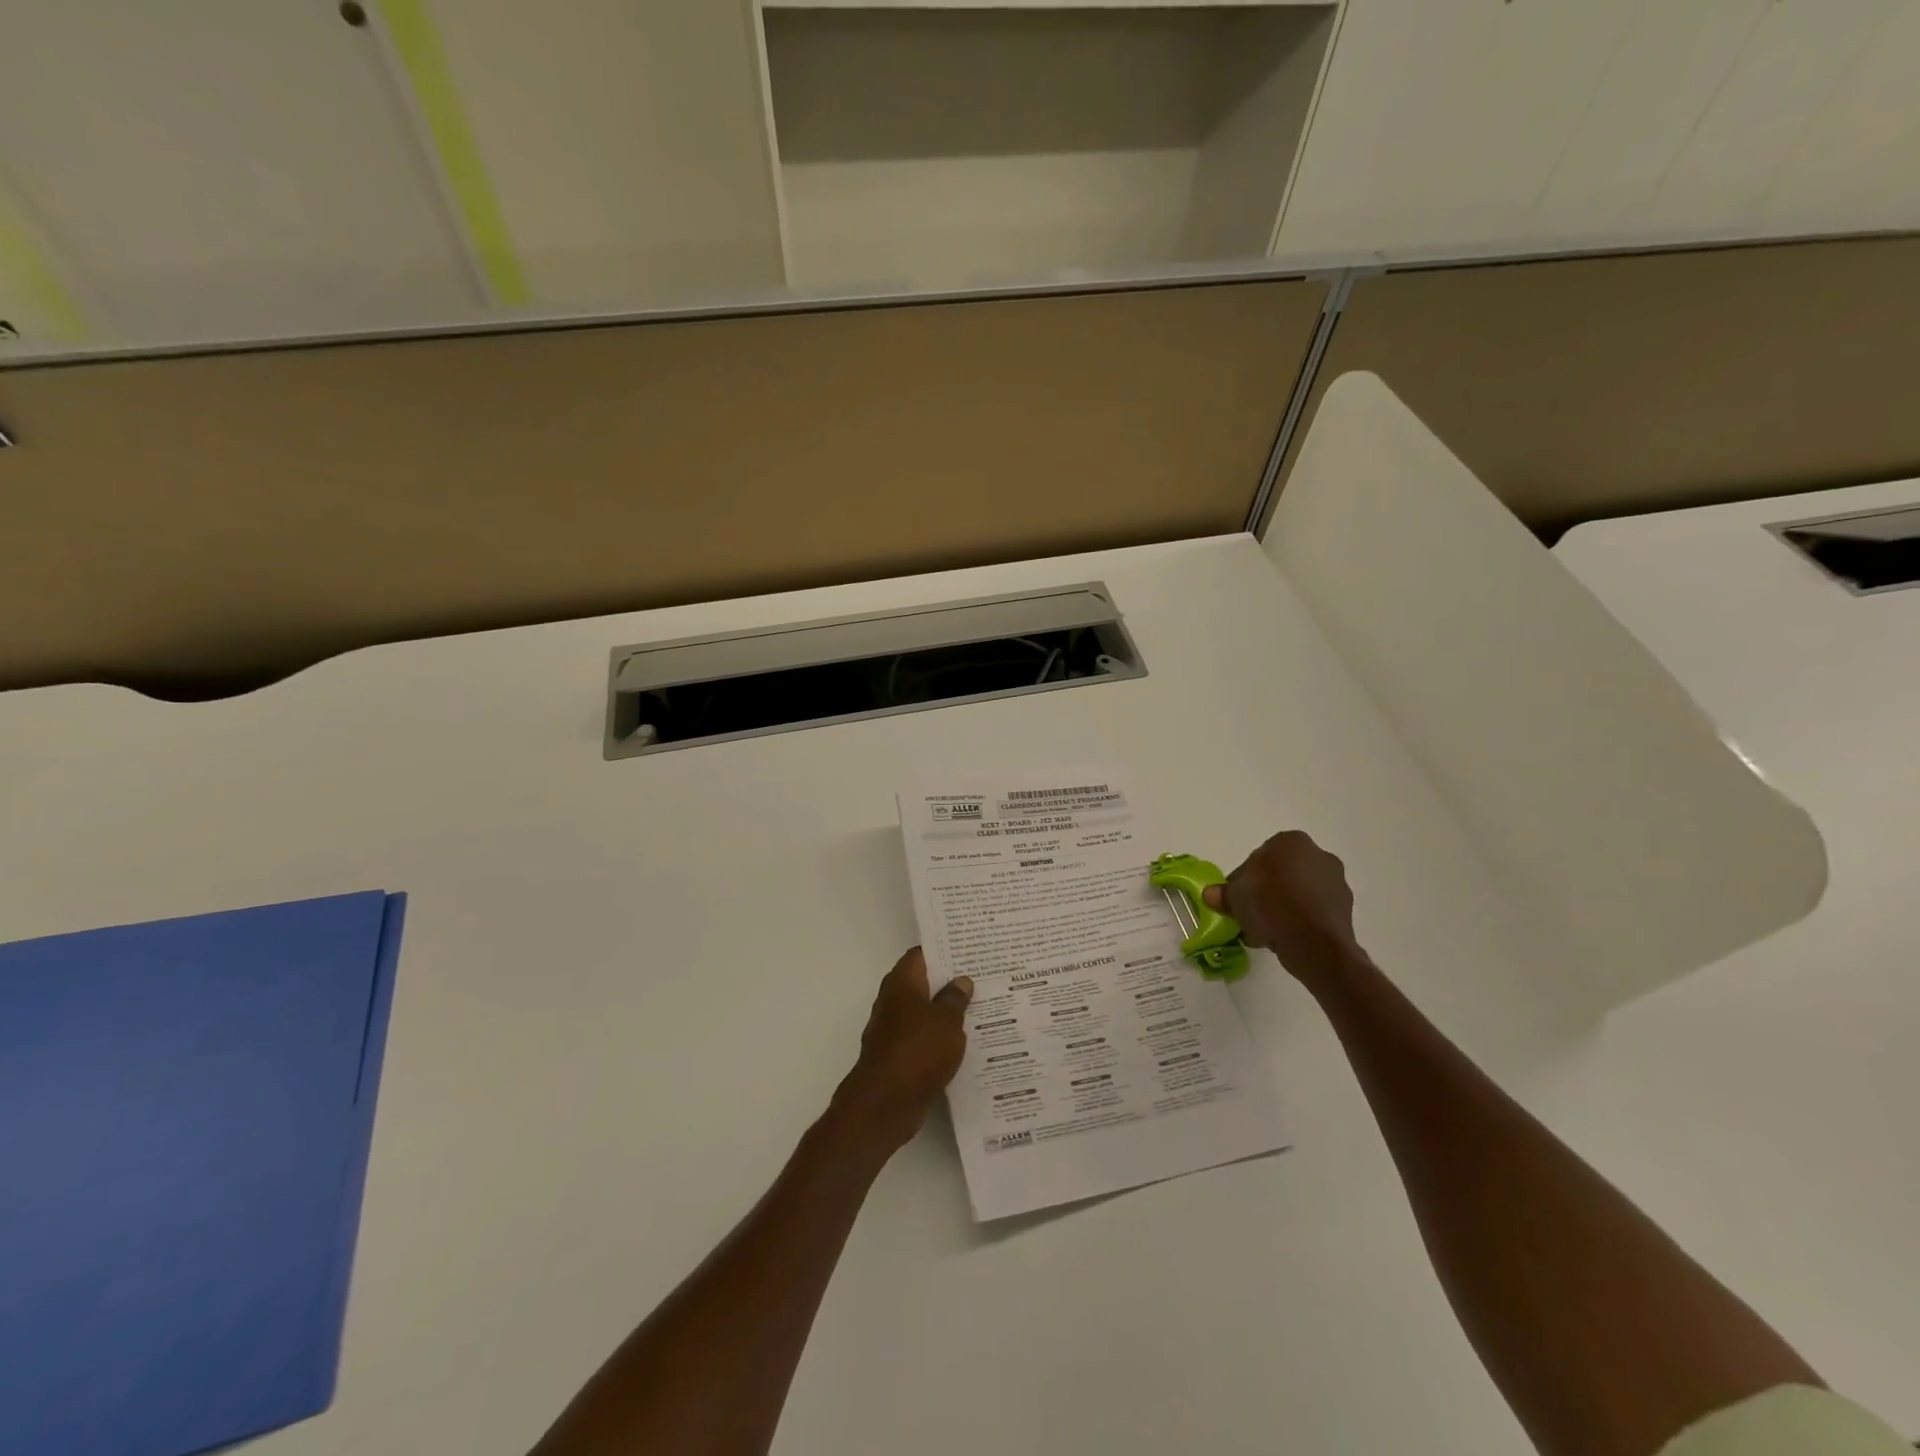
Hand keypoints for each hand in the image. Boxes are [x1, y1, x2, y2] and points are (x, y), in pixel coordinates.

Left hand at [833, 948, 972, 1150]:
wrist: (886, 1103)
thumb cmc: (918, 1051)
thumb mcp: (947, 1021)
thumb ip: (956, 999)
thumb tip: (962, 980)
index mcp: (902, 982)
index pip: (921, 954)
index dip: (943, 950)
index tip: (968, 949)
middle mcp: (893, 1001)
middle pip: (923, 983)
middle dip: (949, 981)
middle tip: (982, 977)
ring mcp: (894, 1030)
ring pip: (925, 1012)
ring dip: (946, 1012)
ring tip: (981, 1007)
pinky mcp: (899, 1056)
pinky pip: (924, 1038)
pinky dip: (940, 1038)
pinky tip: (966, 1042)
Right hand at [1203, 830, 1365, 987]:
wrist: (1314, 942)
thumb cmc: (1270, 905)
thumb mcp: (1234, 897)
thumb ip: (1223, 893)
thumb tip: (1211, 894)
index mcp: (1290, 841)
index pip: (1260, 856)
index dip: (1245, 878)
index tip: (1237, 898)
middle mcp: (1318, 854)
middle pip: (1282, 872)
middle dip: (1267, 890)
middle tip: (1251, 913)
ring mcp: (1336, 882)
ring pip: (1300, 892)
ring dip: (1284, 906)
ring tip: (1267, 930)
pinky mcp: (1346, 909)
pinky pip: (1314, 911)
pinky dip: (1301, 920)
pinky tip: (1286, 937)